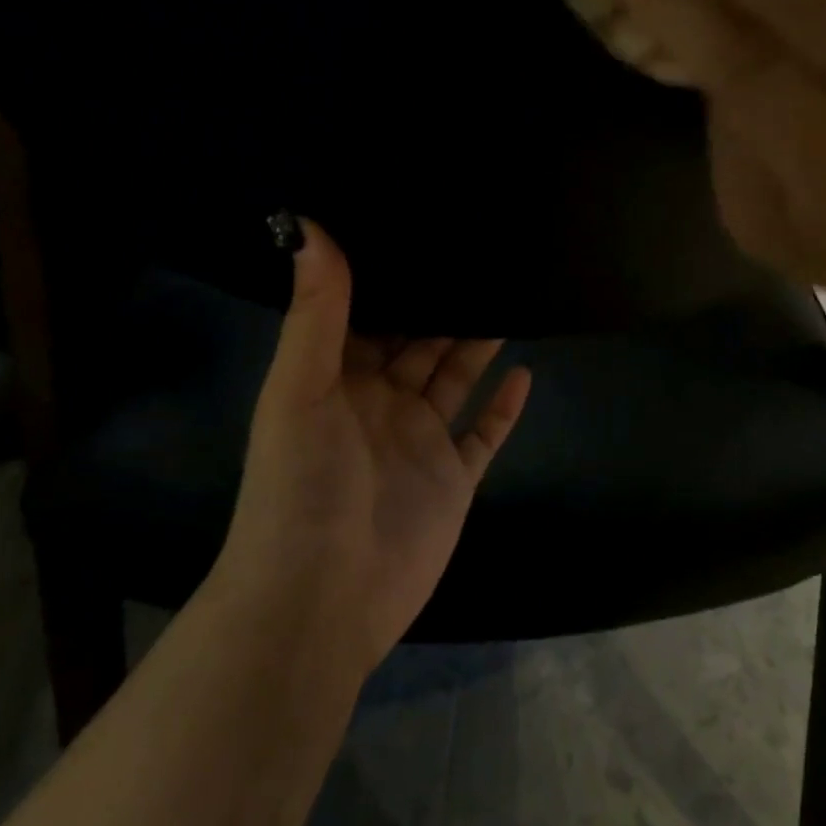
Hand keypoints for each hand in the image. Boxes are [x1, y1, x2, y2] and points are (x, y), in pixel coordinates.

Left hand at [213, 222, 531, 672]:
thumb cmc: (300, 486)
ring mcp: (419, 441)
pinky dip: (504, 407)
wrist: (320, 601)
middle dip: (444, 302)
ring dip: (477, 343)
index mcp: (338, 379)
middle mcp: (380, 403)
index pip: (368, 314)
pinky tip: (525, 372)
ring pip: (455, 378)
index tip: (422, 228)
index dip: (392, 276)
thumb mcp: (300, 388)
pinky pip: (484, 433)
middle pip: (420, 340)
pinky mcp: (453, 478)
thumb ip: (315, 311)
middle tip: (481, 252)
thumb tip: (307, 224)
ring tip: (510, 295)